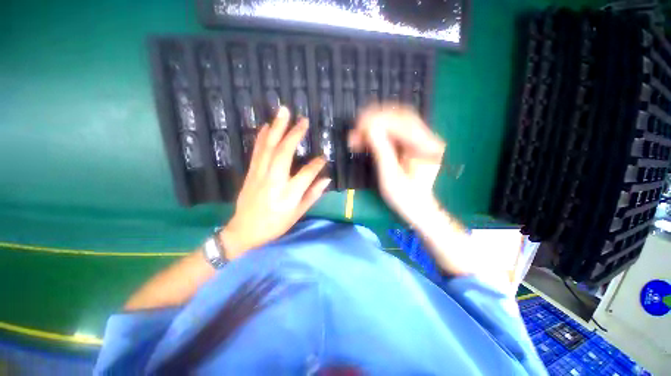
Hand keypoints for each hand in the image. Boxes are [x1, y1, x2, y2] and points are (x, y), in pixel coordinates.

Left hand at [221, 107, 330, 258]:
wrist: (244, 230)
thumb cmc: (275, 224)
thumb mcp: (297, 214)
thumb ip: (312, 195)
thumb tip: (326, 179)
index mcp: (288, 194)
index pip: (307, 173)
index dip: (317, 164)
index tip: (323, 157)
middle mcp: (274, 181)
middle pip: (284, 153)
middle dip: (294, 134)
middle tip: (303, 120)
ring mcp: (260, 174)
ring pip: (269, 147)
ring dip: (277, 128)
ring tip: (283, 112)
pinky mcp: (251, 172)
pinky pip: (257, 151)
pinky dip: (262, 137)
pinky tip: (267, 126)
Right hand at [349, 104, 445, 226]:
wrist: (417, 208)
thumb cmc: (404, 198)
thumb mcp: (390, 177)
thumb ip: (381, 150)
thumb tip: (369, 128)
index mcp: (426, 147)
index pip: (402, 122)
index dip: (378, 120)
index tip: (358, 126)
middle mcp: (427, 137)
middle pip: (400, 116)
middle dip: (375, 119)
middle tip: (355, 128)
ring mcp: (421, 139)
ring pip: (396, 120)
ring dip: (374, 124)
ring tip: (357, 133)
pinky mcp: (412, 142)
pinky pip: (394, 130)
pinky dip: (378, 132)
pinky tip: (365, 137)